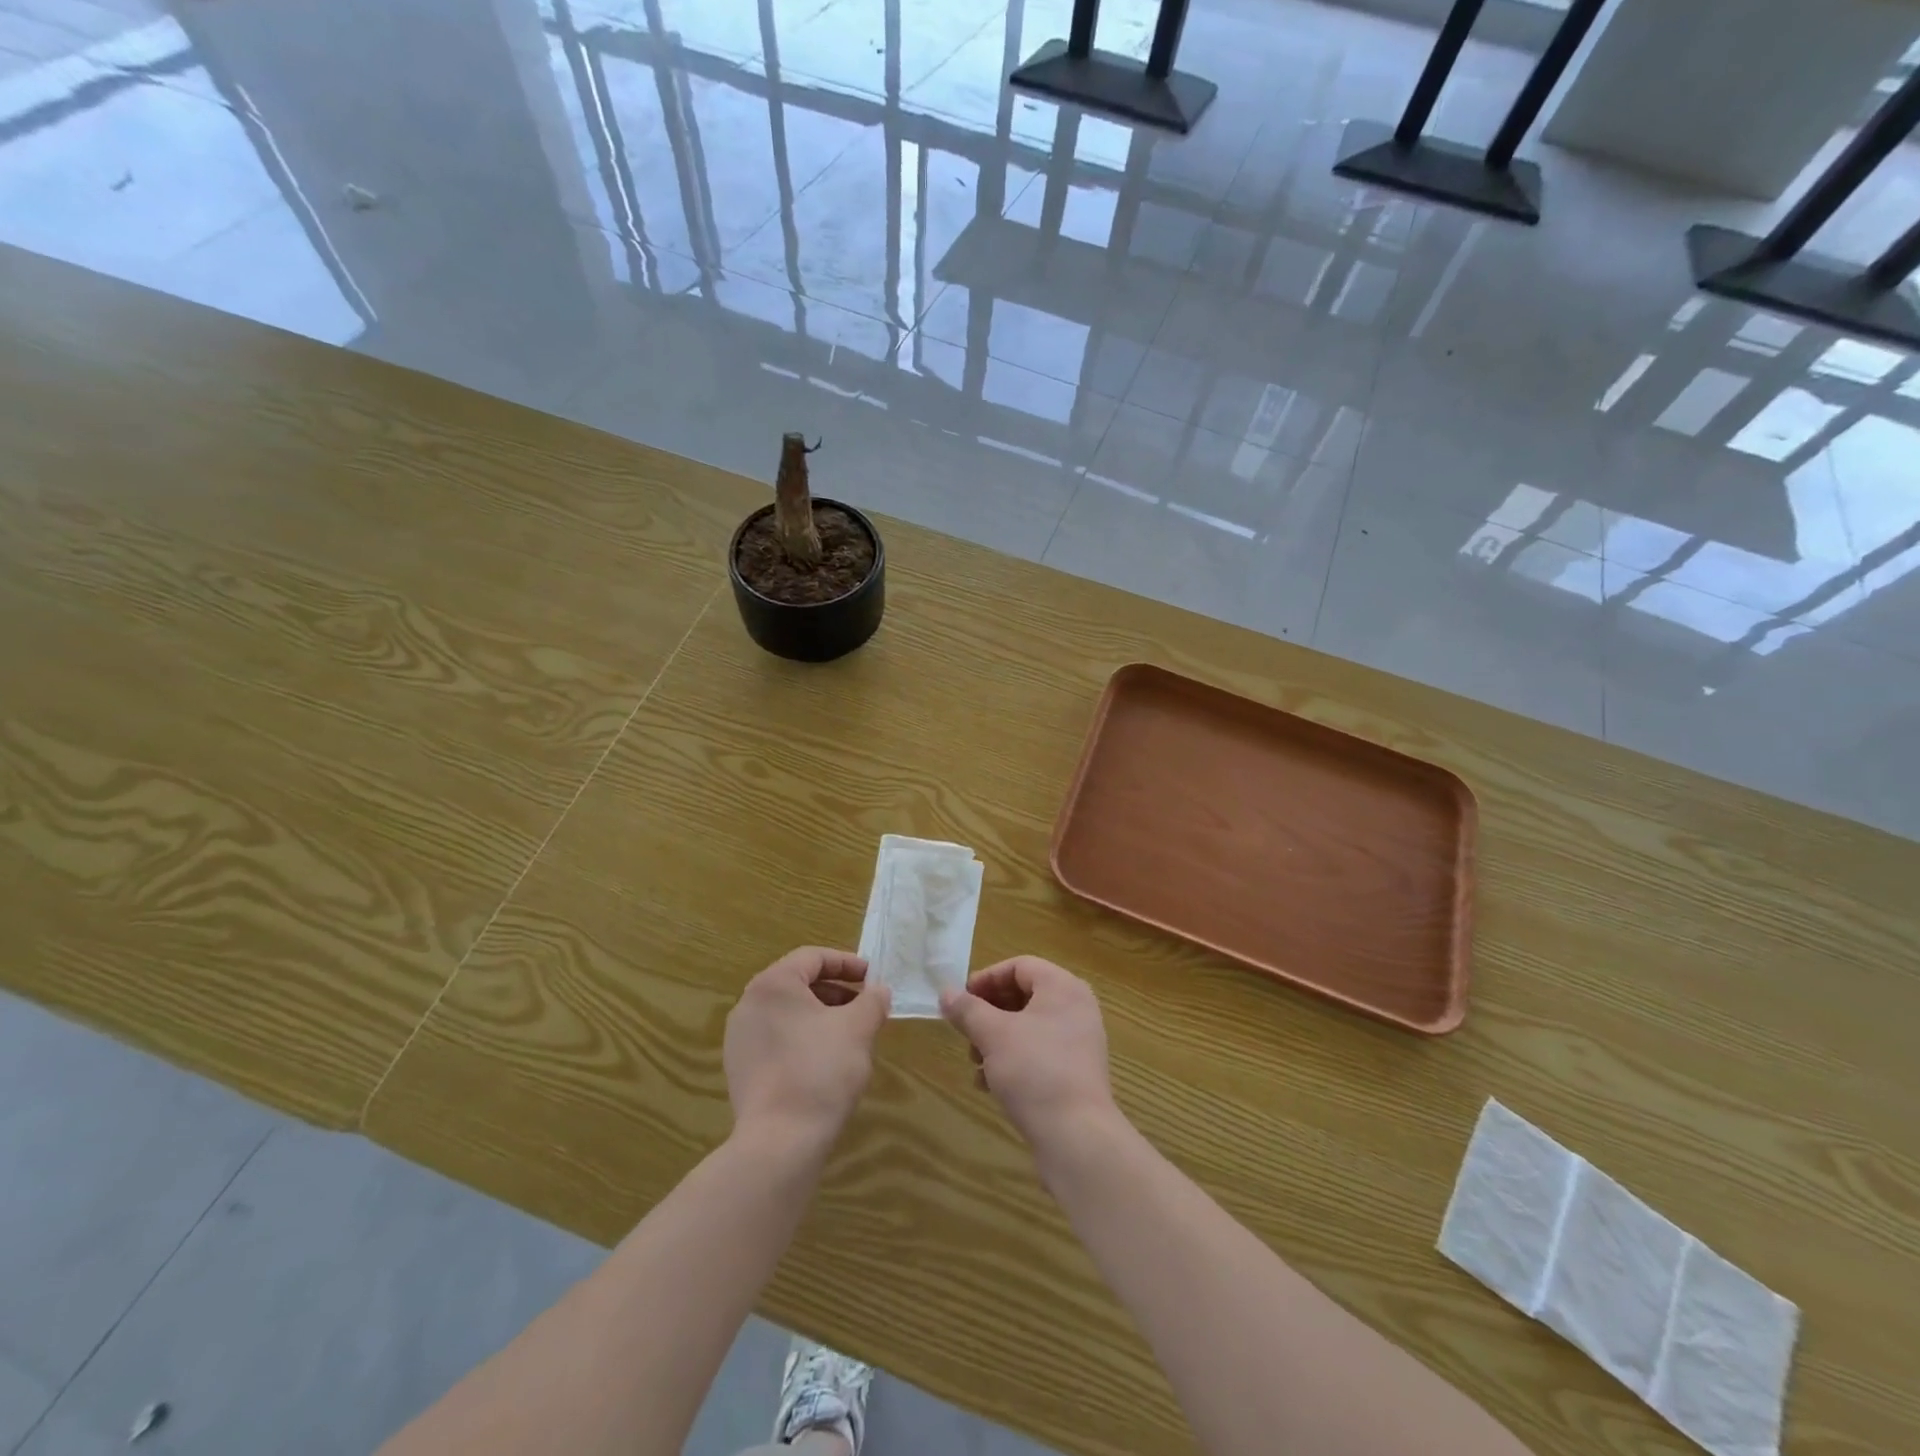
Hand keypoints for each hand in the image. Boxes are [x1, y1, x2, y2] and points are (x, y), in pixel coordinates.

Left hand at [724, 948, 889, 1148]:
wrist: (779, 1142)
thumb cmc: (821, 1071)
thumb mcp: (859, 1028)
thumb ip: (872, 1001)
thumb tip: (878, 991)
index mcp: (773, 984)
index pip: (813, 957)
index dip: (847, 963)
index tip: (872, 978)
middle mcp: (749, 1004)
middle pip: (798, 983)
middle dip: (836, 991)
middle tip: (865, 1007)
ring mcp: (740, 1038)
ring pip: (788, 1013)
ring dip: (821, 1016)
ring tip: (850, 1035)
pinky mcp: (740, 1069)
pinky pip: (776, 1039)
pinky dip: (803, 1039)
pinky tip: (825, 1062)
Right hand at [940, 956, 1116, 1149]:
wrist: (1077, 1137)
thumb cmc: (1035, 1071)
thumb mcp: (993, 1035)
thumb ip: (968, 1010)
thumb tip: (946, 993)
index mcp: (1063, 987)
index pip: (1020, 966)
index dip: (987, 979)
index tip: (961, 1000)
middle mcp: (1076, 1008)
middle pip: (1023, 996)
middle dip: (988, 1013)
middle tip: (965, 1032)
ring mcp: (1078, 1042)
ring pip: (1028, 1027)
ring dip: (996, 1040)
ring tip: (975, 1062)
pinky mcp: (1075, 1073)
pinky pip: (1038, 1053)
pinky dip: (1012, 1060)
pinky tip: (989, 1084)